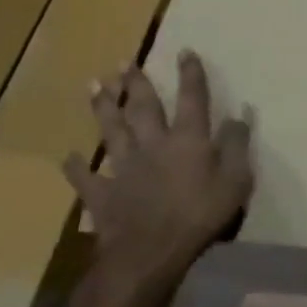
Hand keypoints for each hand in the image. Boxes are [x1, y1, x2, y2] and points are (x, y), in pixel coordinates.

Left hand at [65, 50, 253, 299]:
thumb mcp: (236, 180)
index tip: (184, 51)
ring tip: (94, 85)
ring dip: (103, 108)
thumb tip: (238, 115)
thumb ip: (236, 145)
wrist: (148, 254)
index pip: (192, 98)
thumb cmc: (200, 215)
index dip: (190, 74)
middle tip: (124, 61)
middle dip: (136, 82)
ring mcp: (124, 168)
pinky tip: (68, 156)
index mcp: (188, 139)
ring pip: (112, 131)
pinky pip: (86, 178)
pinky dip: (76, 167)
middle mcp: (154, 144)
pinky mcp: (102, 195)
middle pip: (144, 107)